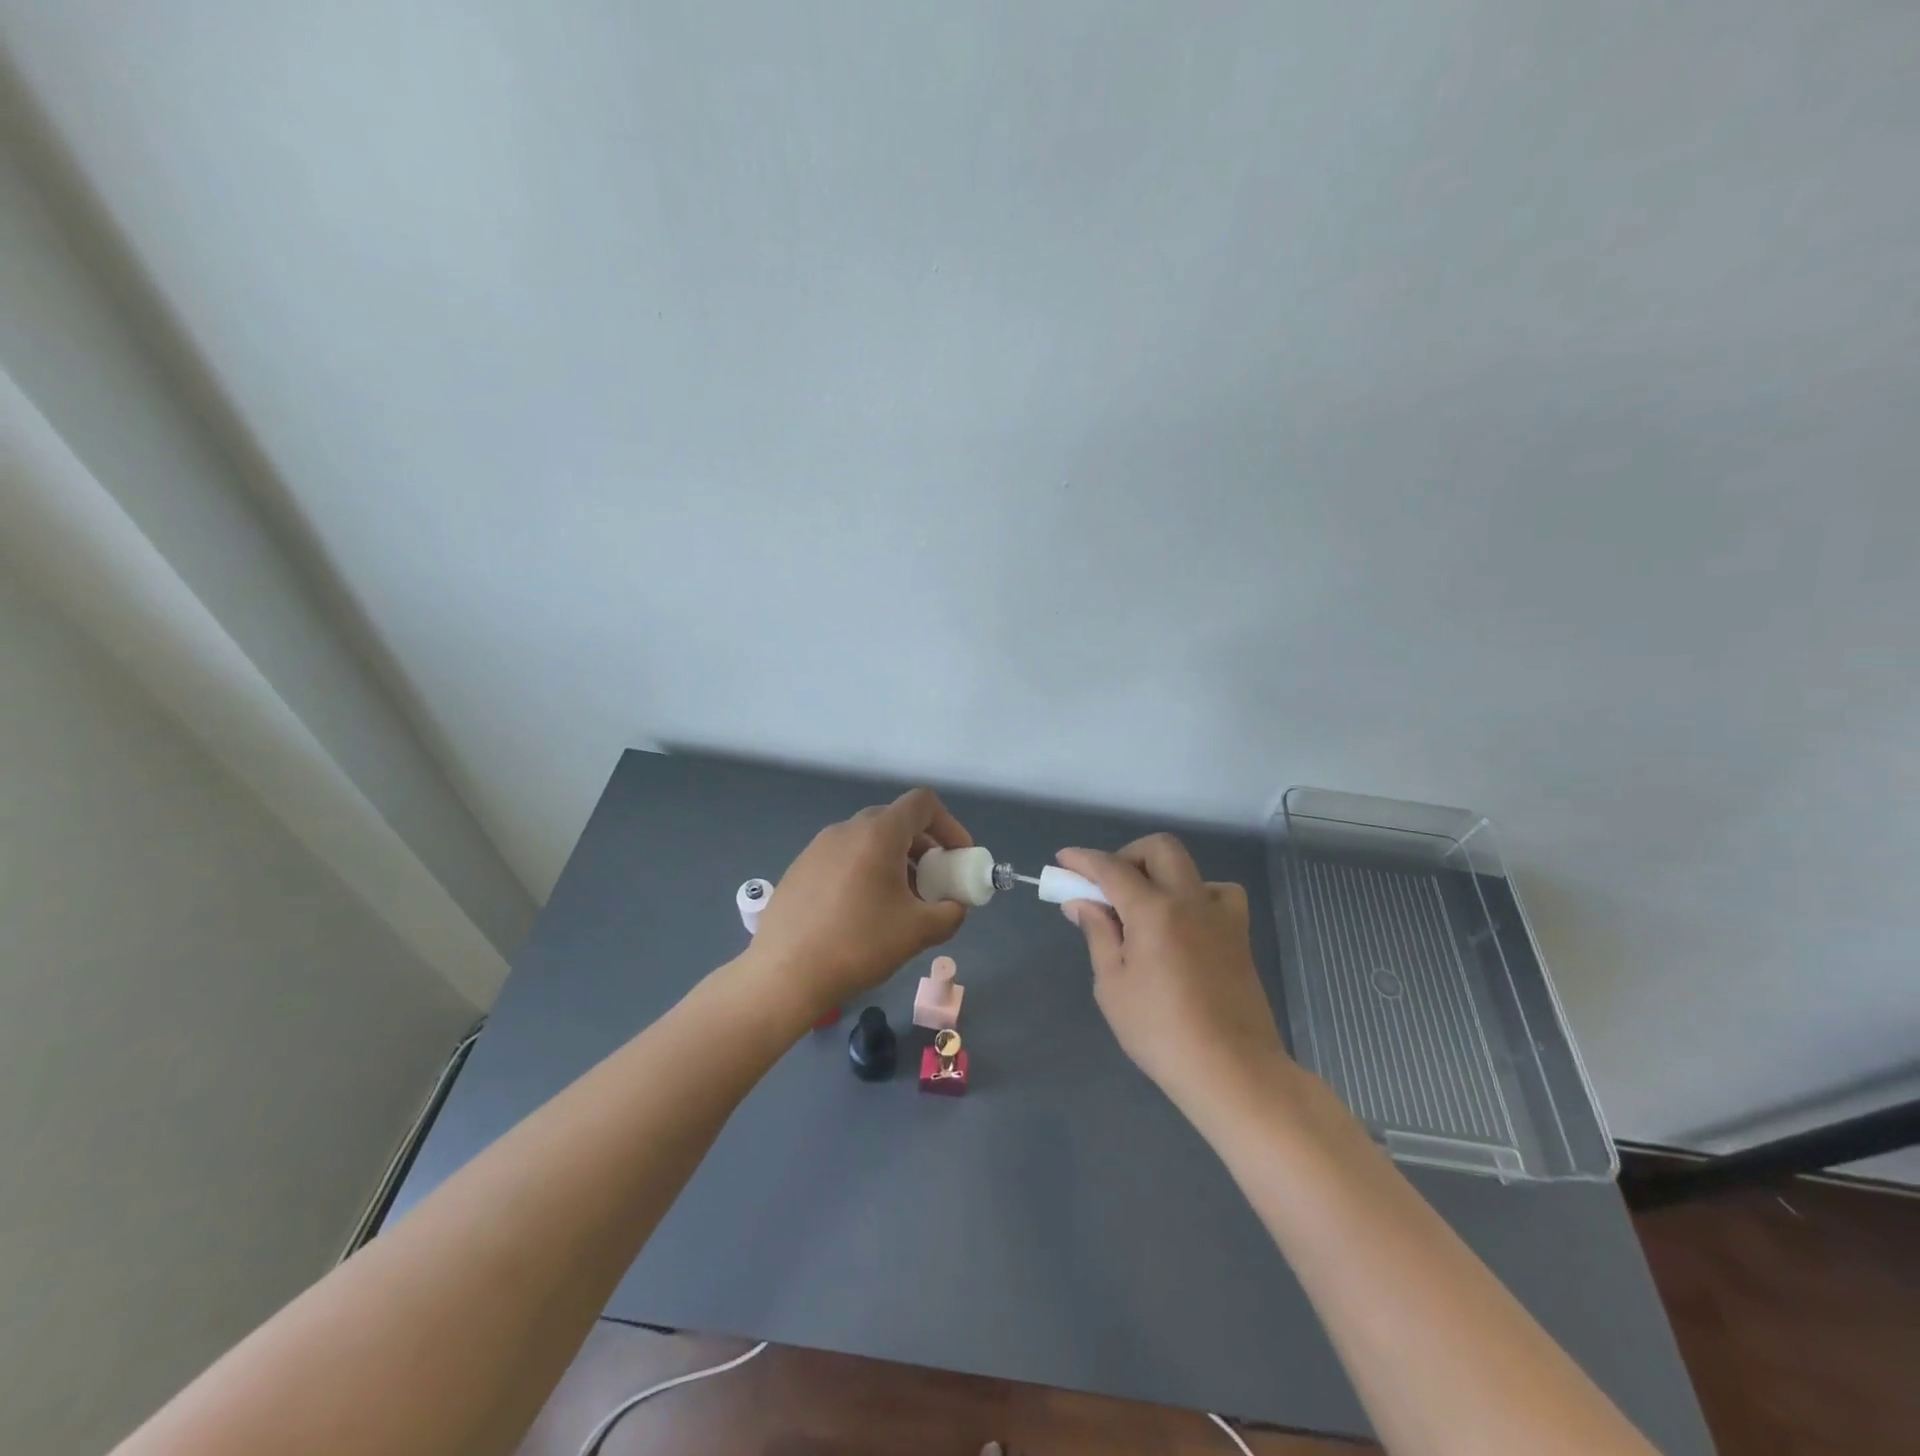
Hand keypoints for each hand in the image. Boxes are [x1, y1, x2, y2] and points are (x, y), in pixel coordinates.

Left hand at [746, 788, 972, 1020]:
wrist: (785, 974)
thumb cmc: (859, 944)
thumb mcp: (919, 932)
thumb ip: (950, 913)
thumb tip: (954, 906)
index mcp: (878, 834)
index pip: (922, 803)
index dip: (949, 825)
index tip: (957, 858)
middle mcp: (847, 829)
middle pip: (895, 821)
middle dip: (923, 847)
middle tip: (933, 882)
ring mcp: (818, 846)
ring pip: (868, 840)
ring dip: (894, 861)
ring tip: (899, 903)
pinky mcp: (800, 867)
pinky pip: (844, 857)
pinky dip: (865, 871)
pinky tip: (861, 913)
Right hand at [1057, 835, 1291, 1113]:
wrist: (1232, 1070)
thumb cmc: (1160, 1032)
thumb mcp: (1113, 986)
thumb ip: (1098, 934)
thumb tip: (1081, 902)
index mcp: (1154, 911)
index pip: (1112, 868)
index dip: (1083, 860)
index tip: (1063, 859)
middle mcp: (1190, 900)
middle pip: (1159, 848)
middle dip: (1127, 855)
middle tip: (1107, 886)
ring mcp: (1221, 915)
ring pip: (1190, 868)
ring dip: (1162, 874)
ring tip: (1145, 909)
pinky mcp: (1239, 935)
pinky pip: (1218, 895)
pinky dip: (1195, 896)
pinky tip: (1184, 924)